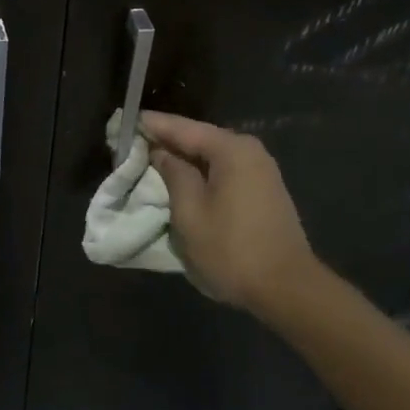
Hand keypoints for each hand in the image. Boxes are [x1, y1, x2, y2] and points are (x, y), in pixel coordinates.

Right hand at [141, 111, 318, 319]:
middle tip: (130, 141)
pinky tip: (179, 178)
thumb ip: (172, 174)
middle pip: (198, 137)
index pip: (182, 127)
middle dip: (165, 140)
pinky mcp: (263, 189)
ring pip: (210, 155)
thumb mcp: (190, 212)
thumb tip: (160, 153)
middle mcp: (249, 151)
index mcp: (231, 150)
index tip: (123, 121)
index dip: (151, 124)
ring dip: (182, 157)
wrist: (286, 288)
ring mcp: (260, 170)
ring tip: (148, 158)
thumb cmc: (231, 249)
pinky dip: (199, 171)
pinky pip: (223, 170)